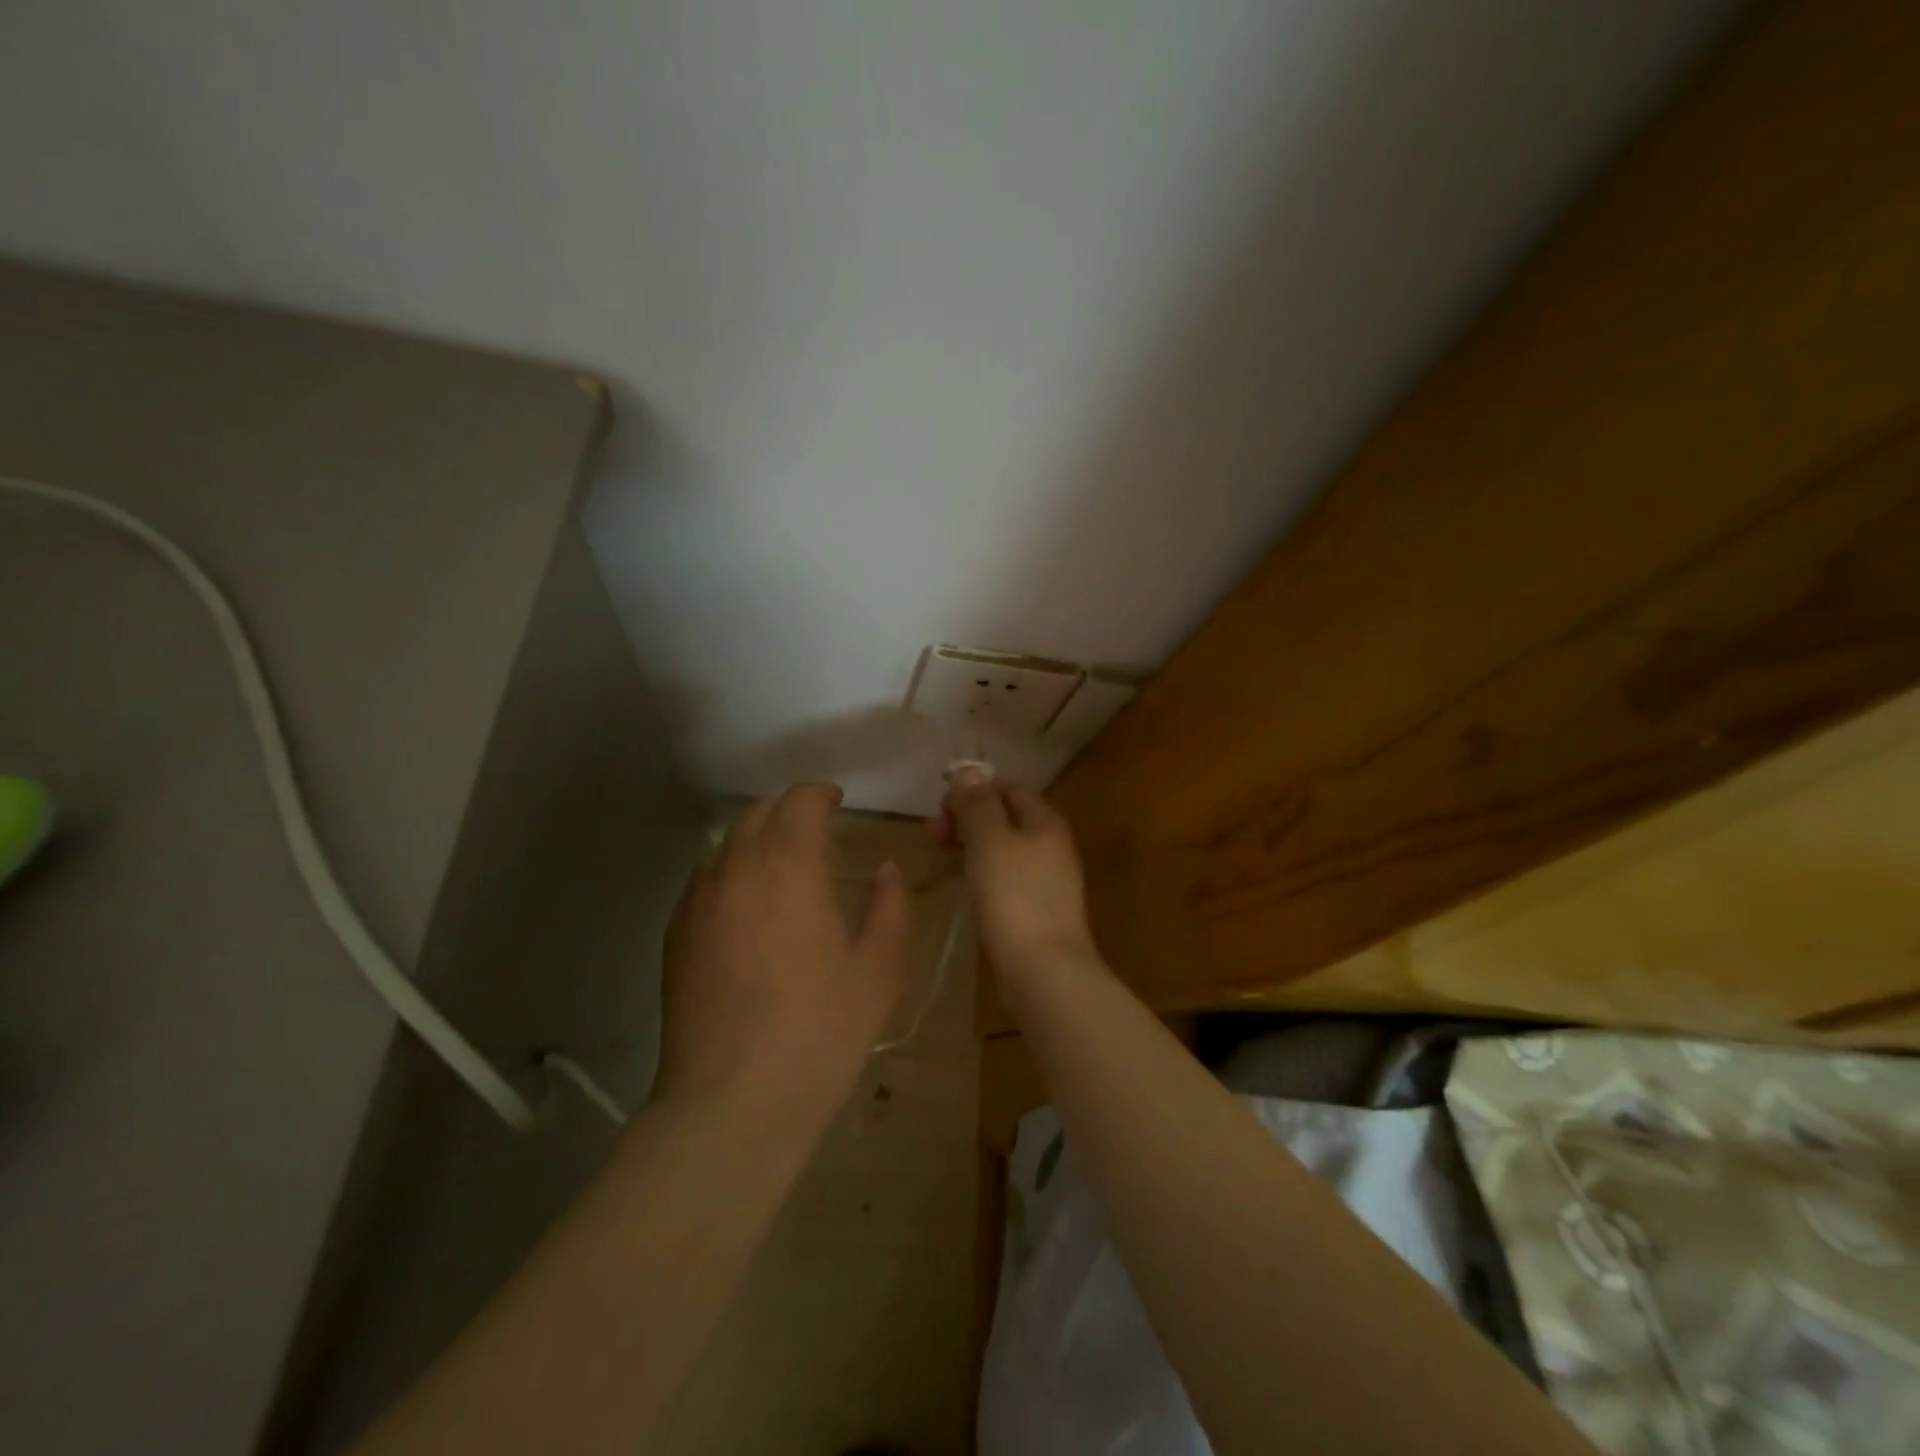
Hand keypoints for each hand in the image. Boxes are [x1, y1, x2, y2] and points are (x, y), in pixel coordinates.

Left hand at [655, 783, 910, 1118]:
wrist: (732, 1102)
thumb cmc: (819, 1032)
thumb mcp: (880, 970)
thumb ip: (890, 907)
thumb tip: (885, 870)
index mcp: (789, 866)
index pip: (799, 802)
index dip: (820, 793)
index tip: (838, 801)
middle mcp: (736, 869)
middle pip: (757, 814)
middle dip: (788, 811)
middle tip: (816, 830)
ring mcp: (697, 901)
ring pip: (727, 843)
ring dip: (757, 839)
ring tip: (782, 865)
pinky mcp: (675, 934)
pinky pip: (705, 878)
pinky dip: (731, 871)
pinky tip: (747, 906)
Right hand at [935, 768, 1098, 977]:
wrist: (1045, 971)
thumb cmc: (1015, 898)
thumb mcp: (990, 841)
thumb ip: (978, 804)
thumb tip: (969, 770)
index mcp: (1045, 822)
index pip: (1008, 788)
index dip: (973, 790)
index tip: (940, 807)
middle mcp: (1051, 845)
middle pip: (1005, 817)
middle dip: (967, 818)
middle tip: (932, 833)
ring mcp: (1046, 879)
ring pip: (1003, 848)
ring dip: (970, 844)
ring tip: (940, 854)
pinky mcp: (1036, 909)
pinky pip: (1005, 876)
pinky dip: (981, 871)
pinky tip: (964, 884)